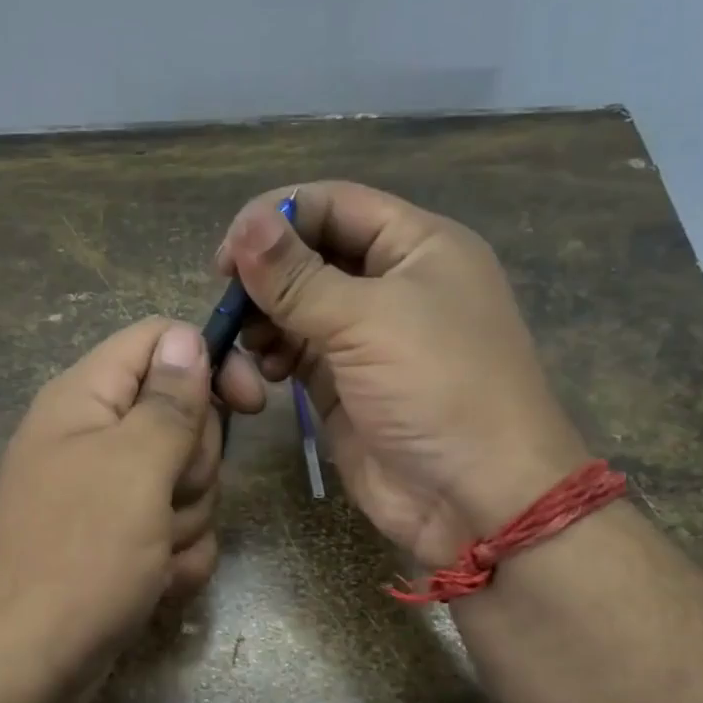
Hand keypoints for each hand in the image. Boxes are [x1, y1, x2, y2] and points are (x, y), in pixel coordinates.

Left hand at [0, 317, 221, 702]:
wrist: (21, 668)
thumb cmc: (75, 556)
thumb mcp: (133, 467)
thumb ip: (169, 401)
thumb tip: (186, 337)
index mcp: (87, 400)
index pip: (159, 342)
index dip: (209, 362)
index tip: (251, 402)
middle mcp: (96, 439)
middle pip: (184, 420)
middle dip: (193, 467)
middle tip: (166, 499)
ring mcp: (110, 497)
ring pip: (188, 485)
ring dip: (186, 523)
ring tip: (150, 555)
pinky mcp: (122, 545)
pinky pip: (177, 533)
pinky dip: (175, 561)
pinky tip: (153, 585)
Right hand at [214, 181, 587, 567]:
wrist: (474, 497)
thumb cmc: (437, 389)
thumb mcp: (368, 321)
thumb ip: (298, 276)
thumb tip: (245, 225)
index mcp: (417, 246)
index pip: (334, 205)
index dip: (278, 217)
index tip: (228, 253)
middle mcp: (392, 284)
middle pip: (311, 255)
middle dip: (267, 273)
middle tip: (228, 298)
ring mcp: (367, 338)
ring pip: (297, 306)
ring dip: (265, 317)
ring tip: (251, 343)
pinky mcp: (344, 385)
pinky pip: (297, 353)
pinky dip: (274, 355)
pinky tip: (264, 372)